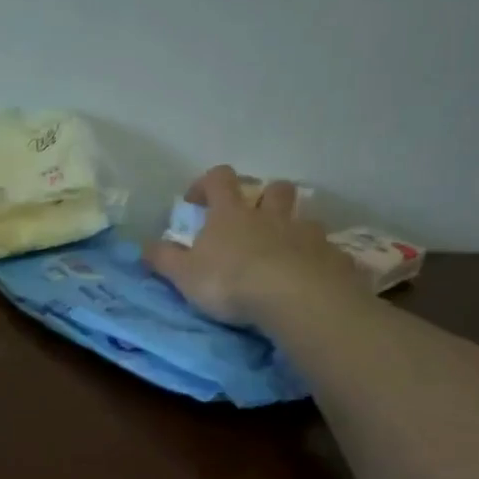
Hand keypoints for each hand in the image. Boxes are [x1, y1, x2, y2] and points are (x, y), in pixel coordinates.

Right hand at [143, 166, 366, 328]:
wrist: (296, 299)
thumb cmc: (231, 282)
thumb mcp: (184, 275)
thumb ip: (163, 259)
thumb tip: (144, 245)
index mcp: (232, 214)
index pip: (219, 179)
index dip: (206, 184)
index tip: (196, 202)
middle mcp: (272, 216)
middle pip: (275, 189)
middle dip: (265, 197)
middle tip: (254, 220)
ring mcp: (307, 234)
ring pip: (305, 218)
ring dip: (295, 229)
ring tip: (286, 253)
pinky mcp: (334, 258)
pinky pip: (328, 252)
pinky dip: (319, 260)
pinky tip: (313, 280)